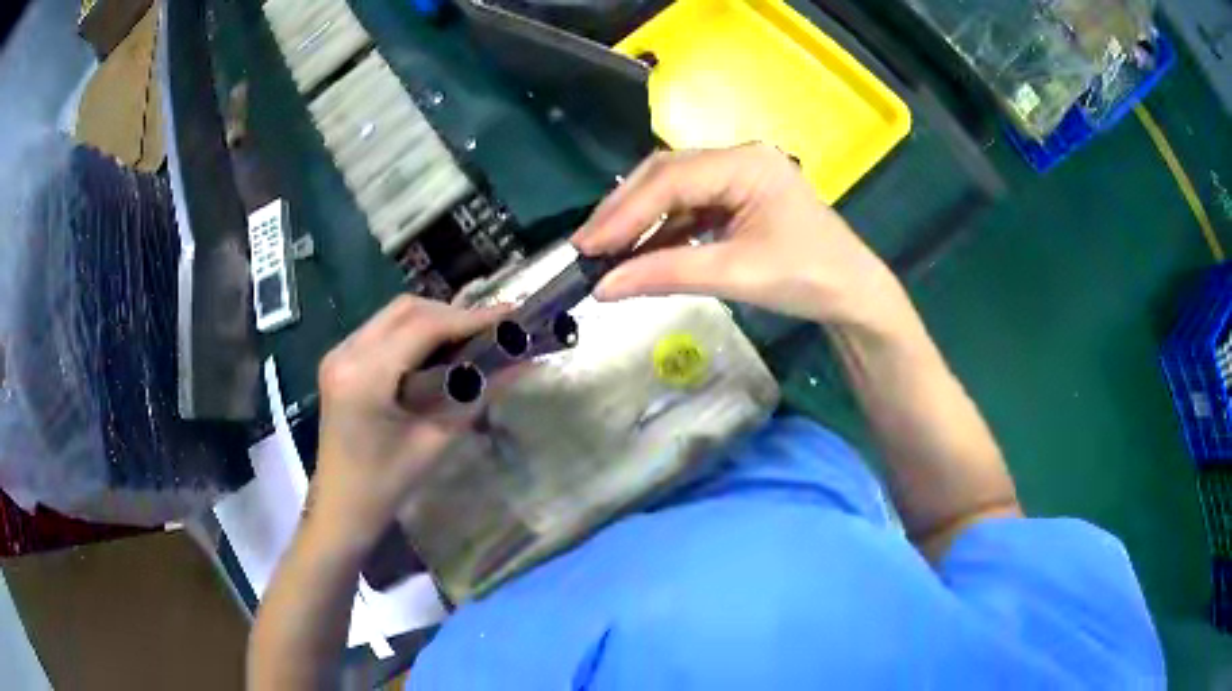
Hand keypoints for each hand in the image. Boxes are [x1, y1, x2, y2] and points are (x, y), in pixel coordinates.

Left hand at [308, 296, 505, 547]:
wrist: (340, 507)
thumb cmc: (386, 485)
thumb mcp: (435, 441)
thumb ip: (476, 396)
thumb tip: (522, 364)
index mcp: (364, 377)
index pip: (423, 327)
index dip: (470, 319)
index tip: (511, 318)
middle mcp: (345, 353)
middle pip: (406, 309)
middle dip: (453, 315)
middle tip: (492, 331)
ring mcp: (338, 353)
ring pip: (394, 314)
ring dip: (434, 320)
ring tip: (470, 340)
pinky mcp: (339, 360)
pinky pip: (382, 329)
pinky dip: (414, 332)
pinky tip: (436, 352)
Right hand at [572, 145, 908, 331]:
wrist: (854, 295)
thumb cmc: (809, 279)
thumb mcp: (737, 274)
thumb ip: (667, 274)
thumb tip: (603, 288)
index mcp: (746, 164)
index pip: (671, 180)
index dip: (624, 213)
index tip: (586, 246)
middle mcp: (738, 158)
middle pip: (666, 175)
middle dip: (624, 210)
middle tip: (586, 245)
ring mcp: (738, 176)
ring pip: (673, 189)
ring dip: (639, 219)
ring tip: (604, 249)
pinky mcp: (737, 197)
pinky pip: (689, 206)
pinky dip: (661, 228)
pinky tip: (640, 249)